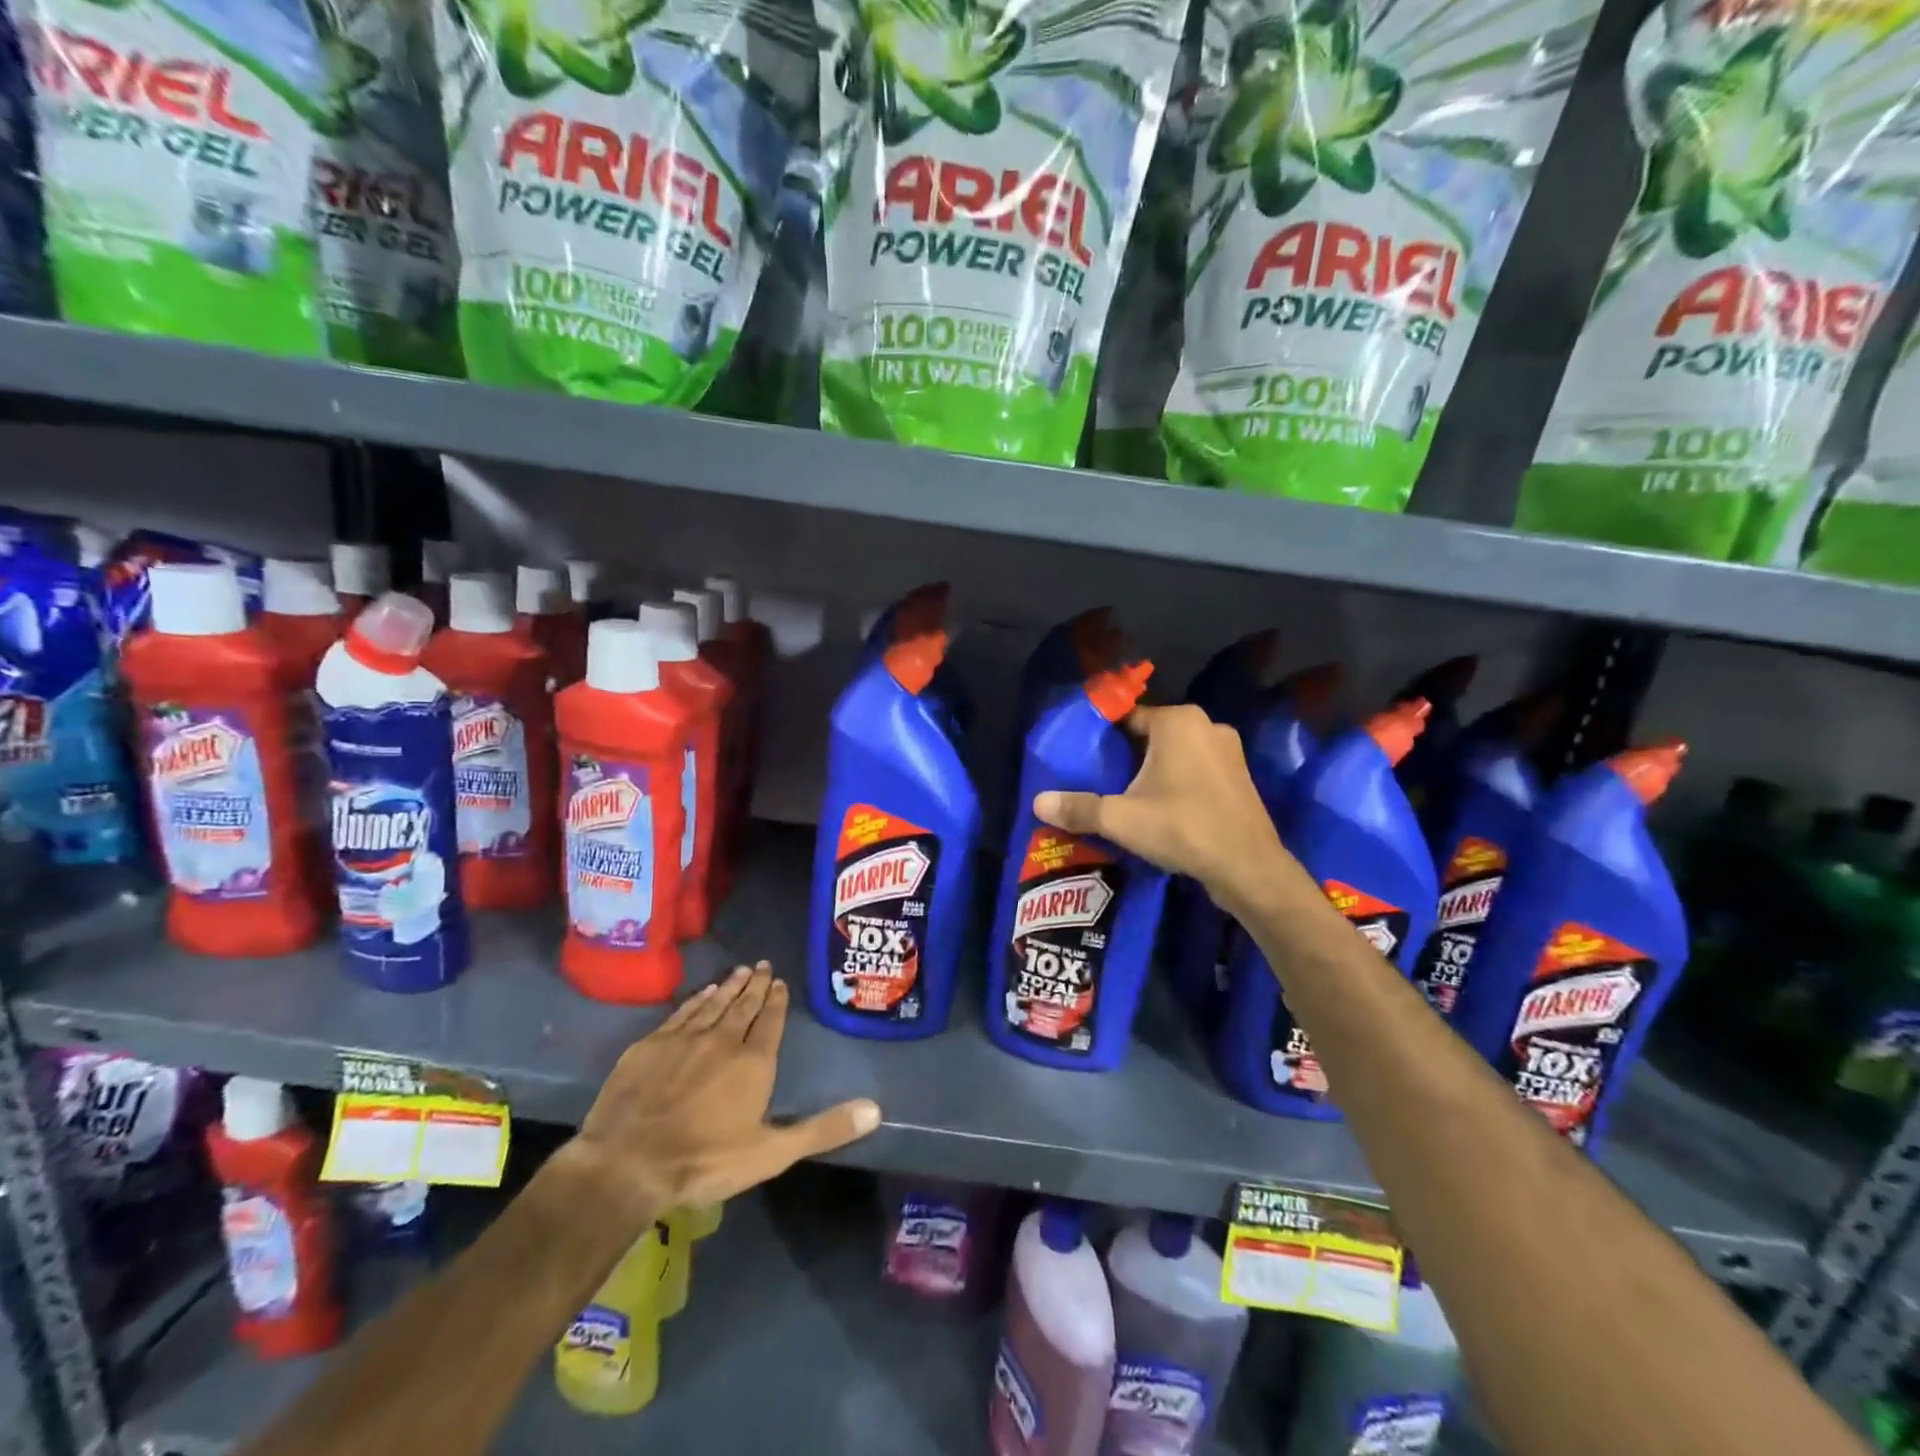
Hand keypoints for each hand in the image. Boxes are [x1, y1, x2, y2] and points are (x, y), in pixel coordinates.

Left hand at [565, 963, 880, 1226]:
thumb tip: (876, 1110)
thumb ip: (823, 1129)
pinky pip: (682, 1012)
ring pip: (714, 1004)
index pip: (771, 1022)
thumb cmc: (705, 1161)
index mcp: (754, 1063)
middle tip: (763, 965)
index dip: (777, 1001)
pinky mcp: (651, 1044)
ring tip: (741, 971)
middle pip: (744, 1006)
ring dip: (729, 986)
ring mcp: (684, 1039)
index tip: (780, 982)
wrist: (628, 1164)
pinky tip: (703, 992)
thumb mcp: (772, 1153)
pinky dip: (697, 999)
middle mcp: (723, 1040)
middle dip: (756, 985)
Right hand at [1034, 703, 1294, 911]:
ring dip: (1153, 769)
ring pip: (1176, 752)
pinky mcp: (1239, 777)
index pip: (1127, 717)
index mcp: (1177, 721)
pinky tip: (1162, 808)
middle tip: (1100, 780)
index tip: (1083, 758)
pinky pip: (1196, 769)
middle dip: (1126, 755)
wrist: (1248, 868)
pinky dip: (1178, 781)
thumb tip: (1037, 803)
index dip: (1102, 737)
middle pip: (1151, 734)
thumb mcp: (1121, 819)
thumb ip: (1078, 808)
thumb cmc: (1182, 828)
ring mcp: (1228, 751)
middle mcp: (1206, 725)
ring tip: (1127, 796)